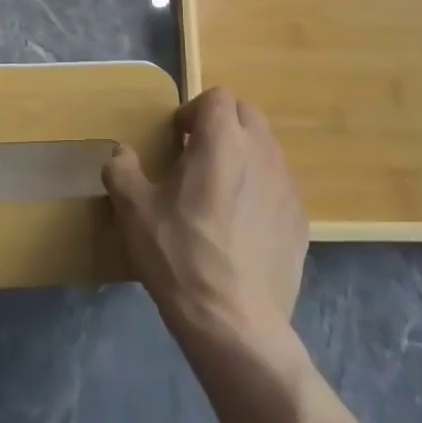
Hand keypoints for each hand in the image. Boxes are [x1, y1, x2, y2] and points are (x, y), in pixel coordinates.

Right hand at [103, 88, 307, 347]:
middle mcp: (261, 151)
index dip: (195, 110)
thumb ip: (122, 170)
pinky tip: (244, 228)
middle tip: (199, 157)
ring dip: (245, 156)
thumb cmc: (181, 257)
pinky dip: (263, 191)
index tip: (179, 139)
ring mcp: (287, 186)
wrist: (236, 326)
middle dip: (223, 126)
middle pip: (246, 115)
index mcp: (223, 138)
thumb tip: (120, 153)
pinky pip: (280, 187)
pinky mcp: (301, 221)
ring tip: (221, 193)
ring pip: (266, 149)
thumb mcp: (135, 212)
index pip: (217, 96)